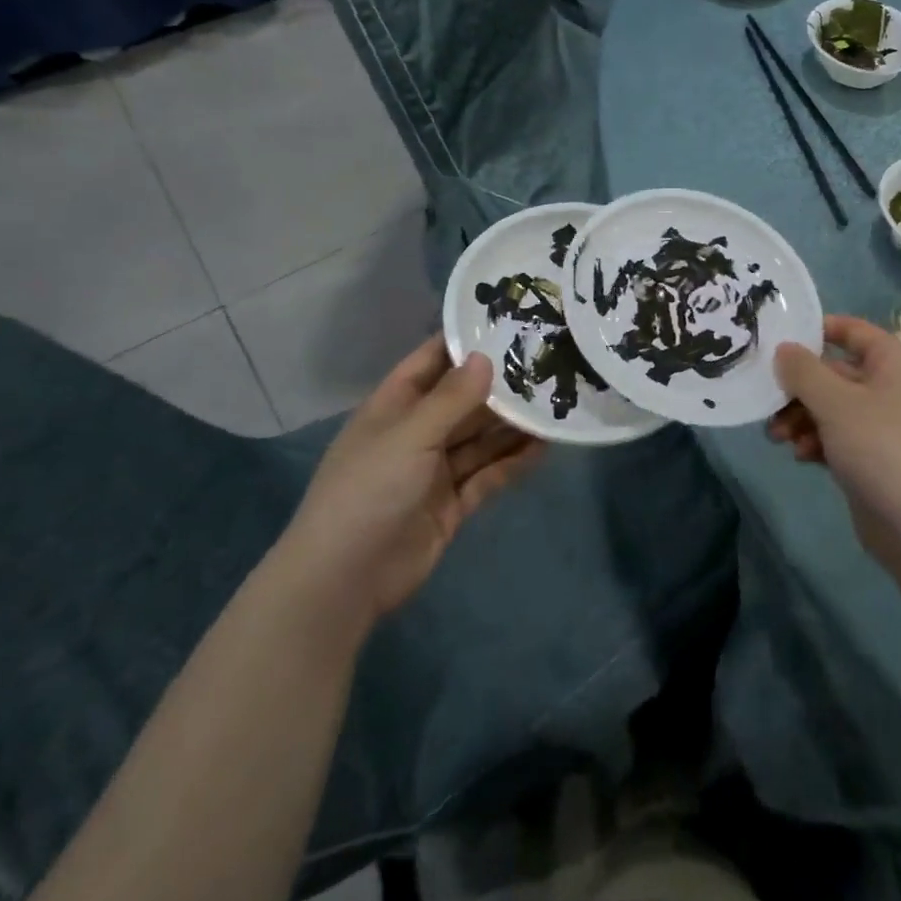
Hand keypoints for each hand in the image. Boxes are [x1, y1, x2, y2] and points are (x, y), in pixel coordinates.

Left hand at [280, 336, 544, 627]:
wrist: (344, 580)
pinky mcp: (451, 504)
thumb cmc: (369, 490)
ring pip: (480, 439)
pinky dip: (513, 462)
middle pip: (464, 401)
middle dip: (500, 385)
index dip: (464, 342)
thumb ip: (452, 398)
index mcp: (394, 406)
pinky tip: (544, 447)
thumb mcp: (410, 435)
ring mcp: (434, 471)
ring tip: (556, 403)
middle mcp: (416, 432)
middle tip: (547, 363)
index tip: (507, 321)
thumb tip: (486, 356)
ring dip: (513, 424)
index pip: (432, 361)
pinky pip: (488, 475)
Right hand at [769, 315, 900, 575]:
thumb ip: (803, 371)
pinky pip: (839, 435)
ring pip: (832, 406)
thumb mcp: (834, 402)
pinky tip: (801, 456)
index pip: (852, 330)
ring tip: (778, 437)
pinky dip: (818, 440)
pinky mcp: (876, 456)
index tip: (779, 342)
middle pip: (835, 372)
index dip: (816, 330)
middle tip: (768, 403)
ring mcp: (885, 423)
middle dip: (798, 388)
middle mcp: (892, 386)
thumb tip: (784, 348)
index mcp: (894, 362)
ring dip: (802, 417)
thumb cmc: (879, 448)